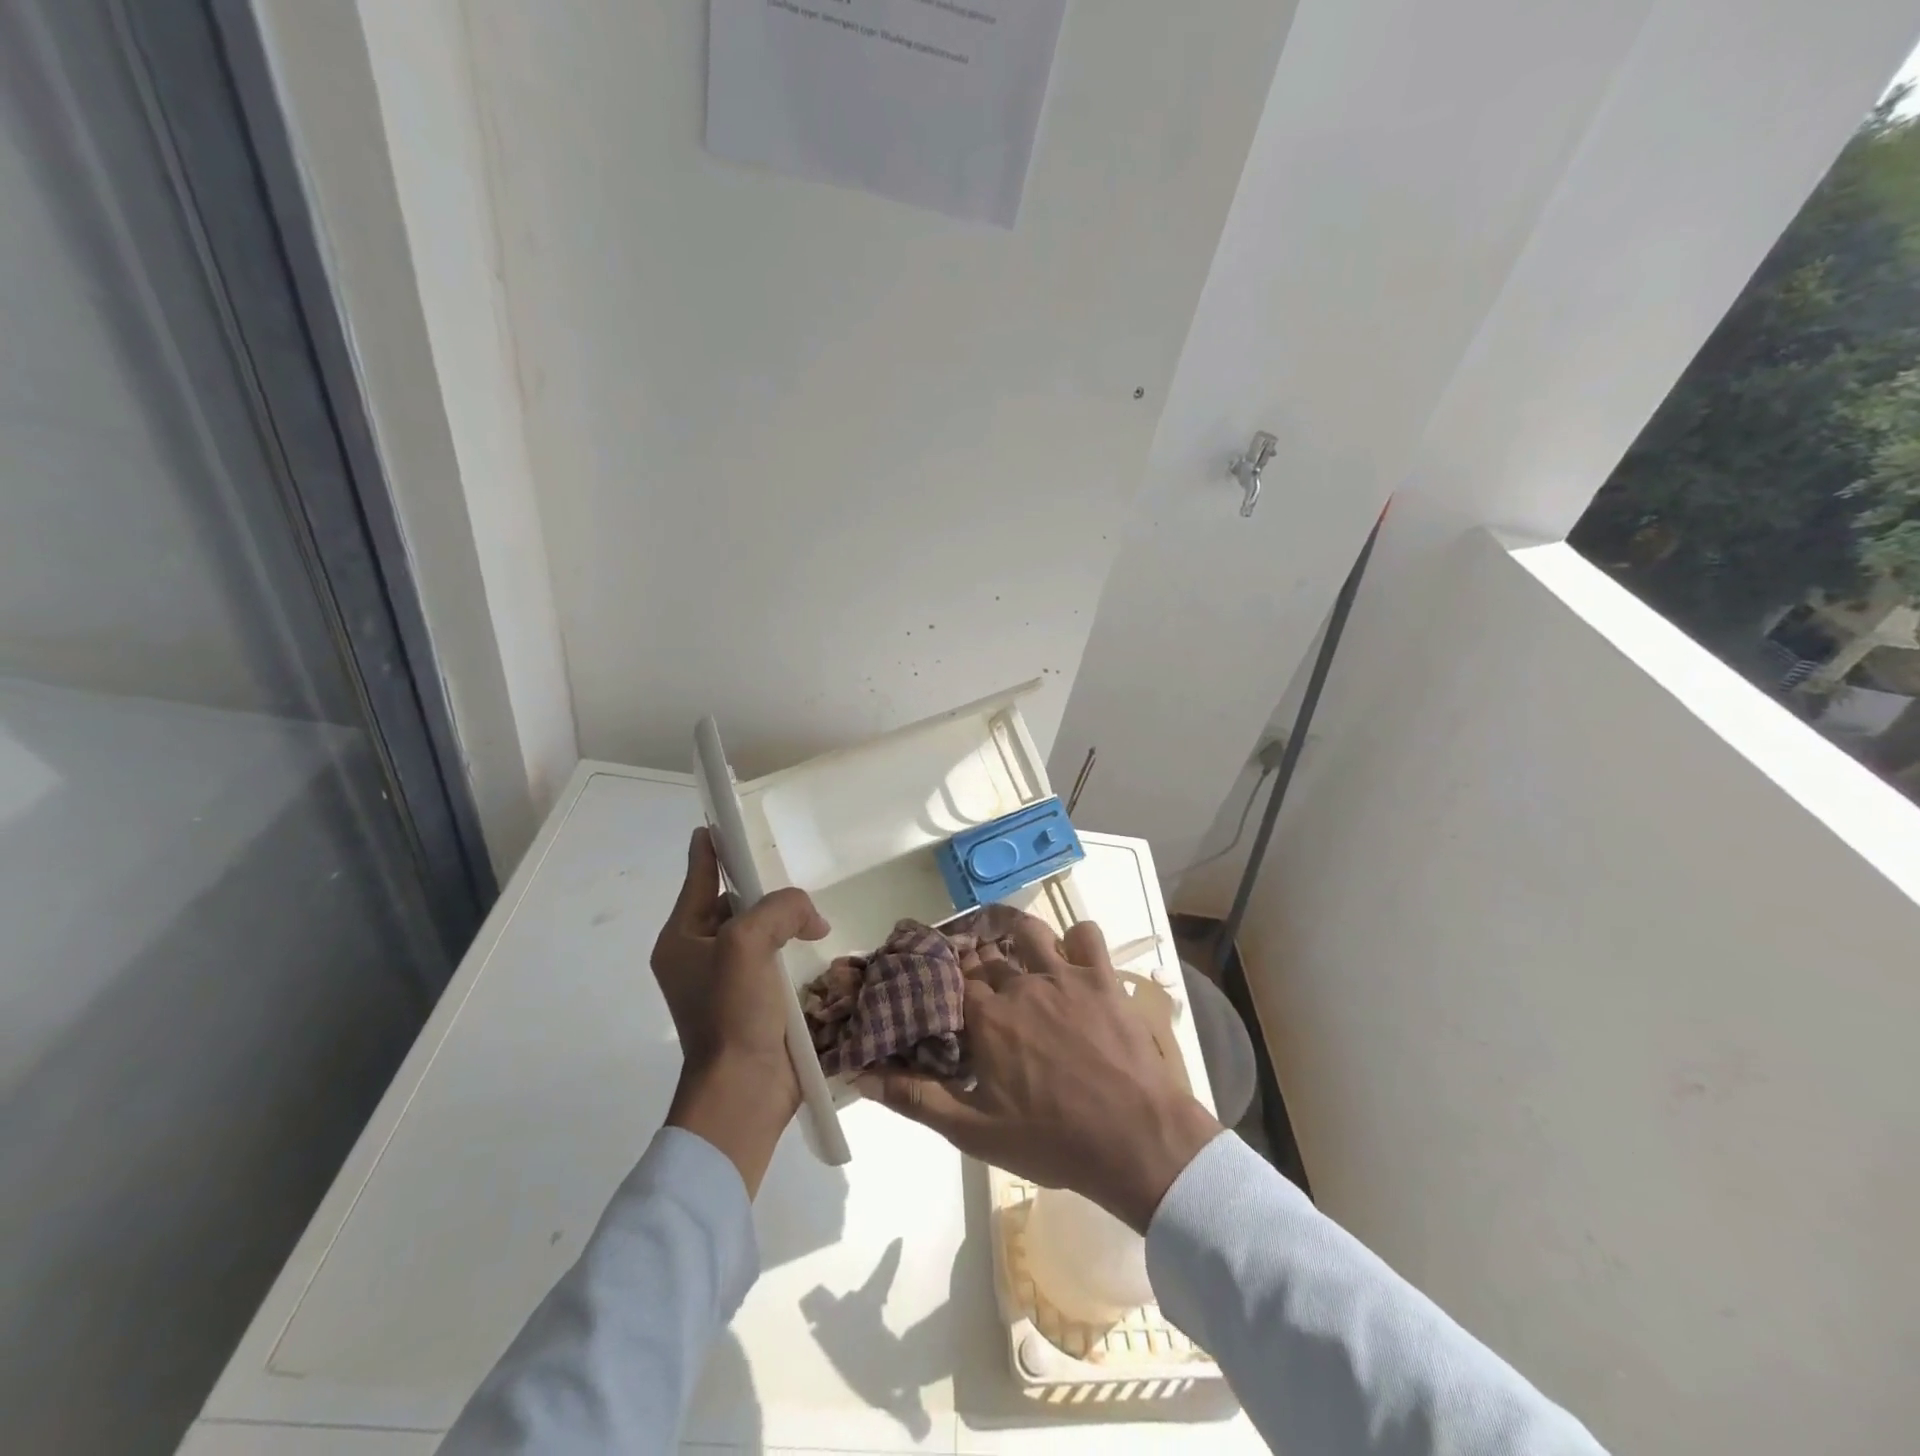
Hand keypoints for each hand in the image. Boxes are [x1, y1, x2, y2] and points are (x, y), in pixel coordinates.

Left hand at [652, 827, 829, 1195]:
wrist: (745, 1092)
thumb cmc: (732, 1012)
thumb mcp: (748, 944)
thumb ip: (779, 908)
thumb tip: (810, 916)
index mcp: (682, 939)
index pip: (699, 877)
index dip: (713, 846)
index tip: (726, 819)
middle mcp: (699, 956)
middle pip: (733, 903)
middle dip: (762, 888)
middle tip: (792, 875)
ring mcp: (727, 982)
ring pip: (758, 931)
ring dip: (784, 921)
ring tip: (813, 914)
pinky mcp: (754, 1002)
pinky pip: (774, 959)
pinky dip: (793, 948)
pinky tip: (818, 944)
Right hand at [858, 915, 1220, 1232]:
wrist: (1136, 1141)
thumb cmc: (1053, 1141)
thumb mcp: (975, 1133)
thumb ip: (917, 1100)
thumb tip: (863, 1077)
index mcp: (986, 1018)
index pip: (948, 978)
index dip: (934, 973)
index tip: (924, 974)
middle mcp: (1020, 985)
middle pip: (983, 954)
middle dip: (967, 954)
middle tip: (962, 963)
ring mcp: (1064, 976)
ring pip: (1028, 930)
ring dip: (1010, 927)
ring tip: (1002, 933)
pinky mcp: (1102, 977)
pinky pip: (1086, 935)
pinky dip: (1074, 938)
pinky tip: (1069, 955)